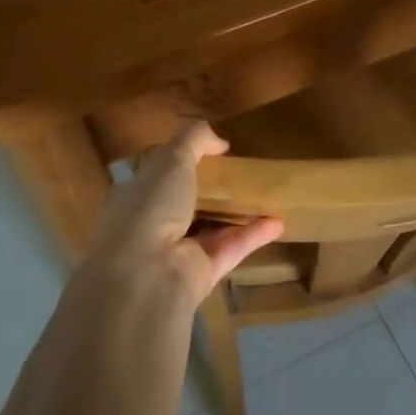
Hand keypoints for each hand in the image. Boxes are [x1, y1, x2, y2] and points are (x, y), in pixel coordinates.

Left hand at [85, 122, 282, 304]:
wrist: (146, 273)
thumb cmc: (151, 206)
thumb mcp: (171, 158)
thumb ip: (195, 140)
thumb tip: (220, 142)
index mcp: (137, 196)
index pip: (158, 176)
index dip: (182, 162)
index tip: (211, 153)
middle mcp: (153, 225)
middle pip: (187, 204)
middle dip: (211, 191)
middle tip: (242, 174)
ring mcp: (177, 253)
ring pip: (211, 229)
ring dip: (236, 214)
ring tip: (266, 196)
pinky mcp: (202, 274)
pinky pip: (231, 249)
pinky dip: (253, 236)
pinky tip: (278, 223)